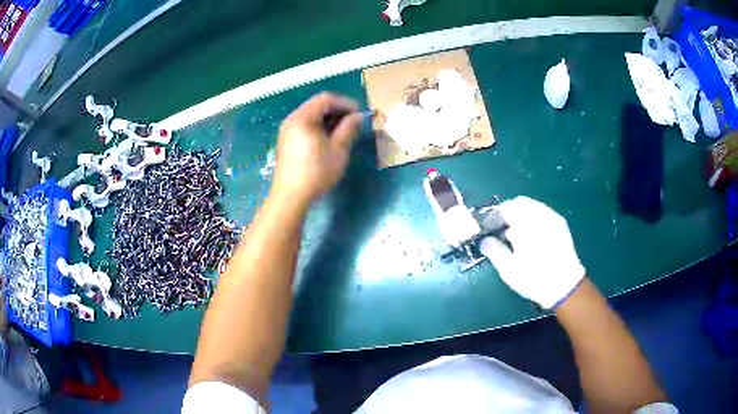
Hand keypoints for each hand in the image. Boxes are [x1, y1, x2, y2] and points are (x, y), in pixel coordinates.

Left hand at [273, 93, 362, 204]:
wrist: (290, 196)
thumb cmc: (317, 172)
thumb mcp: (338, 150)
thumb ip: (349, 129)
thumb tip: (358, 117)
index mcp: (303, 117)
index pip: (326, 99)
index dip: (345, 103)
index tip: (359, 114)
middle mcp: (292, 119)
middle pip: (317, 105)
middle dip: (337, 111)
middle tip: (353, 123)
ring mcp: (286, 131)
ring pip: (310, 116)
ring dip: (328, 119)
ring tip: (343, 132)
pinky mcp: (286, 142)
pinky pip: (304, 126)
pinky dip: (318, 127)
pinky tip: (328, 140)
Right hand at [480, 196, 584, 308]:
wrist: (565, 286)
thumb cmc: (535, 278)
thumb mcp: (509, 268)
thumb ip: (494, 250)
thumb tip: (485, 241)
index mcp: (527, 222)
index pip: (505, 209)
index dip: (493, 218)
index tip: (486, 230)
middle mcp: (540, 214)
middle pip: (519, 203)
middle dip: (506, 214)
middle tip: (498, 229)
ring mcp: (552, 217)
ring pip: (531, 206)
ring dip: (518, 215)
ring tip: (512, 234)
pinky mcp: (560, 225)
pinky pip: (541, 213)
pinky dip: (531, 219)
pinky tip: (528, 236)